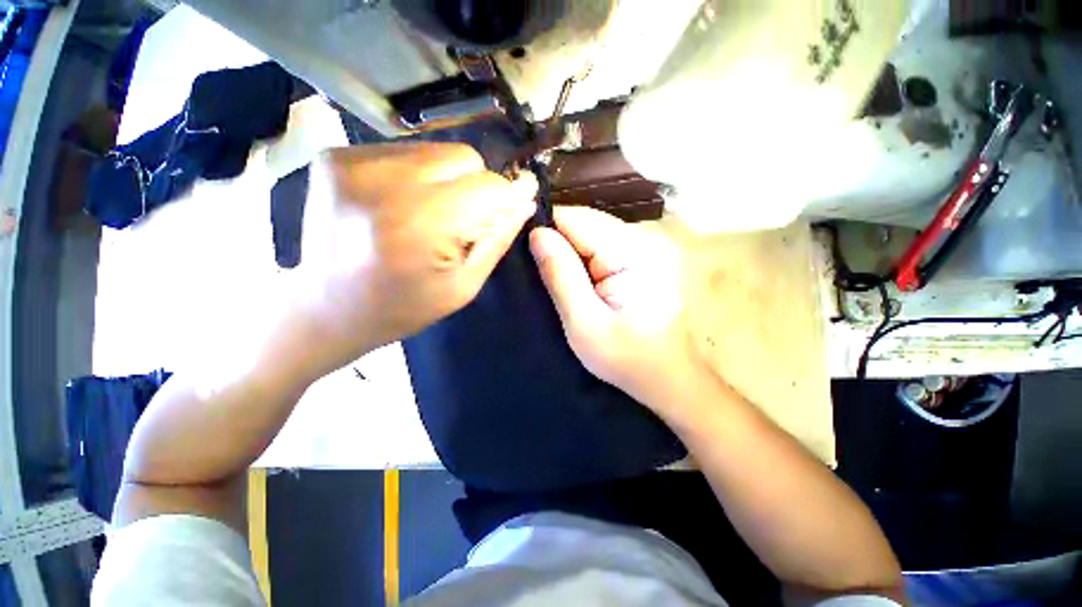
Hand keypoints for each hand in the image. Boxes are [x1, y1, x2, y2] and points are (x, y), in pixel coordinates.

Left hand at [286, 143, 536, 377]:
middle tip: (463, 219)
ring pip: (435, 150)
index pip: (489, 185)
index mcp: (420, 225)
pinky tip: (402, 203)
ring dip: (447, 179)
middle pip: (463, 157)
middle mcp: (383, 183)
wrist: (326, 308)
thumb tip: (525, 201)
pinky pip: (403, 152)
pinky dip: (416, 175)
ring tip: (430, 213)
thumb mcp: (463, 286)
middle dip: (476, 185)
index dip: (507, 196)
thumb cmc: (404, 307)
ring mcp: (352, 163)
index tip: (512, 206)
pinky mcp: (335, 157)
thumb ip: (497, 239)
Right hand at [529, 207, 697, 410]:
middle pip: (585, 222)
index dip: (547, 231)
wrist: (666, 376)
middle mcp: (644, 239)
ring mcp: (646, 246)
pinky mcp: (643, 257)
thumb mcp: (583, 322)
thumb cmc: (626, 358)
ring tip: (558, 278)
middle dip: (558, 242)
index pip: (576, 219)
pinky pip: (602, 244)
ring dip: (570, 251)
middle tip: (540, 272)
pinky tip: (578, 279)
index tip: (528, 254)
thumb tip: (537, 234)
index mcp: (633, 252)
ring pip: (592, 232)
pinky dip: (584, 257)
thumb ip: (560, 275)